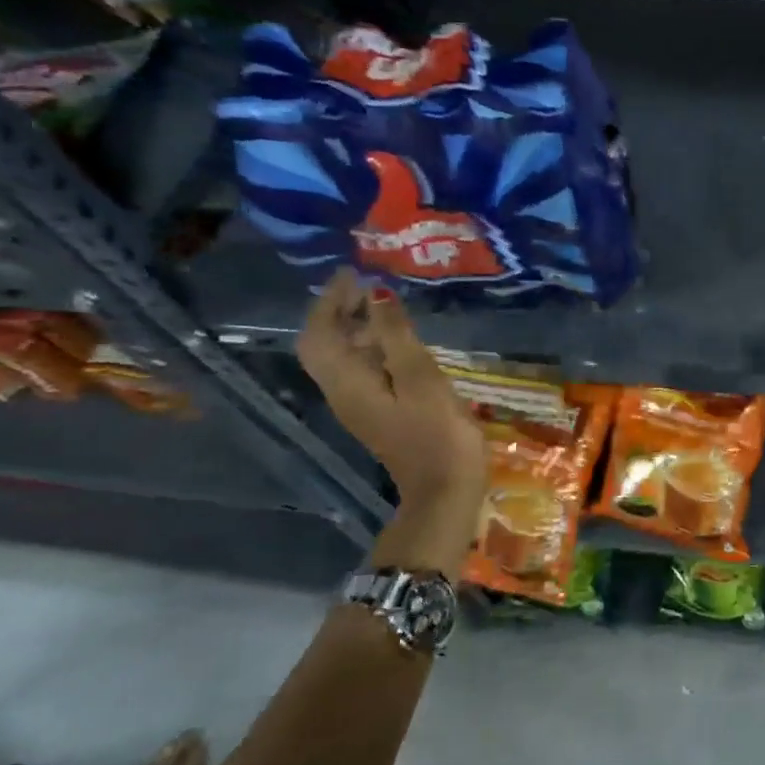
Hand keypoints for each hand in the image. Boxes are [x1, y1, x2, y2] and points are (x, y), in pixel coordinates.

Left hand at [297, 269, 486, 546]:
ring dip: (355, 327)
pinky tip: (399, 341)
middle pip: (324, 344)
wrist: (445, 491)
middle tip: (366, 284)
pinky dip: (370, 347)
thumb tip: (375, 293)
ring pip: (342, 357)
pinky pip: (361, 370)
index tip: (352, 272)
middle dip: (338, 310)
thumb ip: (396, 334)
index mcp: (347, 382)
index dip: (329, 300)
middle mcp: (342, 392)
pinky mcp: (378, 413)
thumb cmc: (437, 432)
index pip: (319, 333)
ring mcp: (359, 406)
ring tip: (386, 304)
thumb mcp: (420, 376)